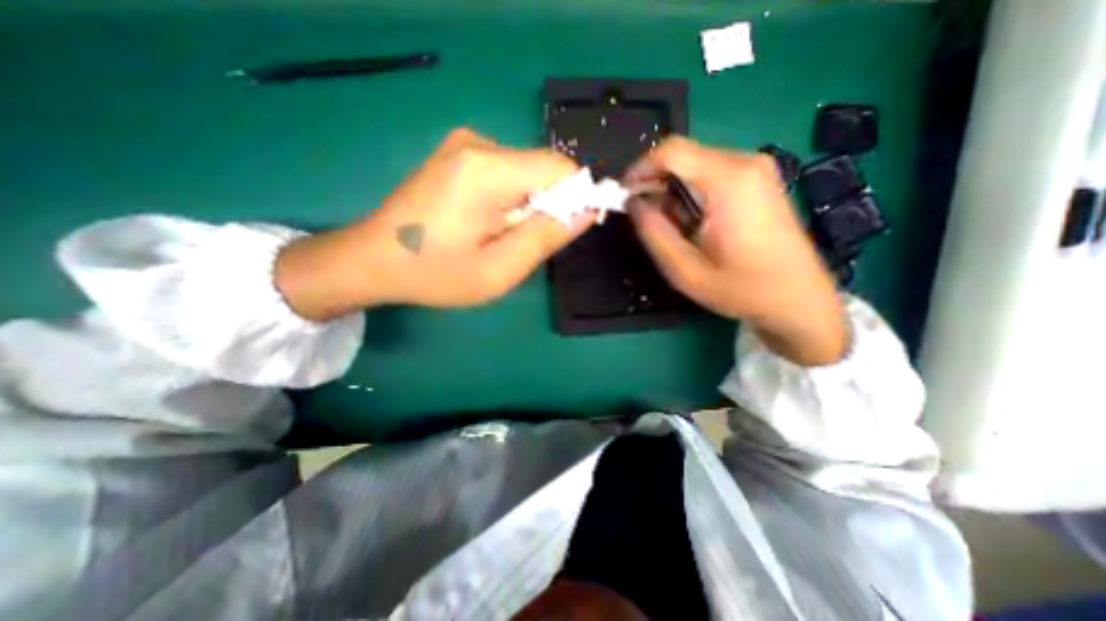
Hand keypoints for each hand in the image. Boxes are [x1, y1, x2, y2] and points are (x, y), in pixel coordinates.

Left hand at [276, 125, 595, 318]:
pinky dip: (511, 198)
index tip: (567, 230)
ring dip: (528, 205)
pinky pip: (507, 172)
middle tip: (522, 242)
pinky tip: (485, 222)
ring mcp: (465, 144)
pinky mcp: (459, 154)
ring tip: (498, 235)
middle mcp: (479, 143)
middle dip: (548, 206)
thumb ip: (546, 237)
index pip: (561, 168)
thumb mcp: (499, 270)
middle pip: (544, 169)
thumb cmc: (435, 273)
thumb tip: (587, 211)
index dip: (578, 197)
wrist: (373, 259)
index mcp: (488, 171)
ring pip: (527, 172)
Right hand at [625, 135, 849, 363]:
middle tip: (647, 218)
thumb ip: (653, 233)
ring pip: (694, 164)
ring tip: (674, 227)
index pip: (670, 151)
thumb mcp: (685, 271)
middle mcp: (745, 163)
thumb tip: (633, 203)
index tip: (625, 196)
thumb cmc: (741, 289)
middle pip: (682, 155)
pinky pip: (711, 172)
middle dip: (655, 183)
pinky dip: (691, 192)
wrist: (798, 298)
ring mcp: (756, 169)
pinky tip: (695, 222)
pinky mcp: (759, 179)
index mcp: (728, 182)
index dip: (639, 169)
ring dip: (673, 191)